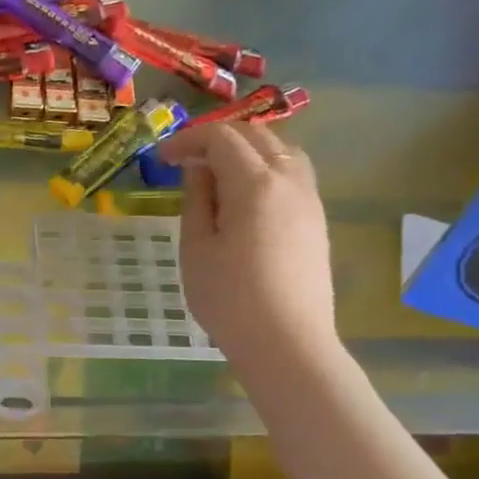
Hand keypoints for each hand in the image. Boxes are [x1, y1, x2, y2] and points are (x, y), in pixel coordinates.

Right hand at [157, 120, 339, 385]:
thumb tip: (199, 171)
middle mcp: (288, 181)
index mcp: (254, 184)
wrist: (287, 343)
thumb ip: (197, 200)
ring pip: (281, 150)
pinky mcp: (316, 220)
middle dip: (217, 139)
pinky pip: (293, 174)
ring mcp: (309, 199)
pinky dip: (266, 168)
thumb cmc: (229, 299)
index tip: (162, 159)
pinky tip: (246, 196)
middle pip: (255, 135)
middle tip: (186, 160)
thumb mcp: (196, 248)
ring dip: (247, 149)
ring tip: (219, 173)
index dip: (188, 140)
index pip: (221, 138)